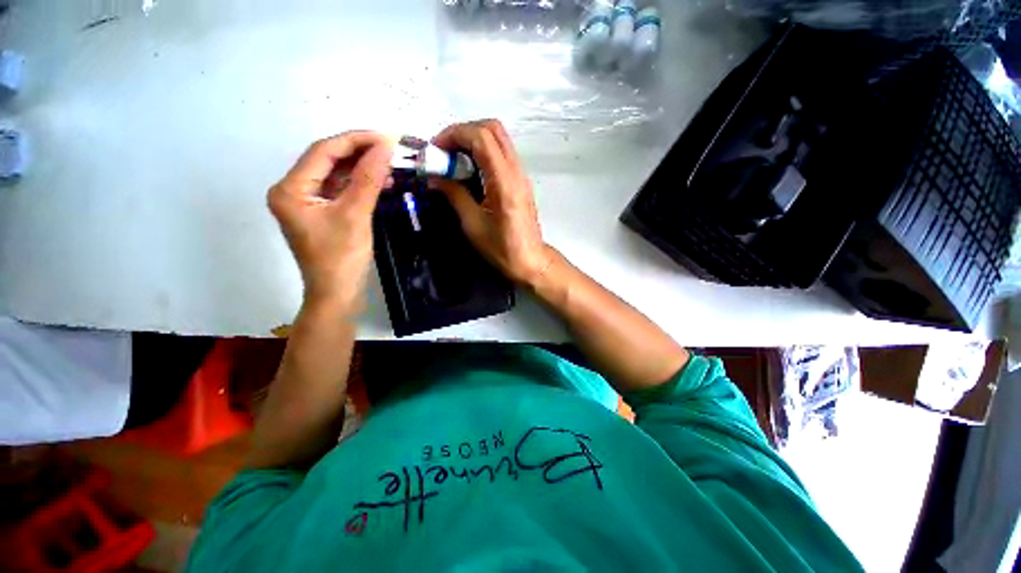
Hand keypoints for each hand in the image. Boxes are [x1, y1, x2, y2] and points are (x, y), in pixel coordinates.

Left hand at [268, 132, 393, 307]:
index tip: (385, 137)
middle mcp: (293, 191)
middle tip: (390, 147)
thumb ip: (368, 179)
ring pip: (336, 174)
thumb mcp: (355, 215)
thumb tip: (385, 148)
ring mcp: (308, 202)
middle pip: (328, 160)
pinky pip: (341, 189)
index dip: (355, 140)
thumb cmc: (341, 258)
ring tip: (389, 163)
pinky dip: (361, 184)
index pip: (323, 152)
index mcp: (290, 189)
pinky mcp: (322, 212)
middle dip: (360, 152)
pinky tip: (380, 181)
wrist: (338, 293)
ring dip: (362, 167)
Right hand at [431, 120, 553, 284]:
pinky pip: (501, 153)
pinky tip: (469, 170)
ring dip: (473, 141)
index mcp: (504, 182)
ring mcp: (521, 174)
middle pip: (493, 129)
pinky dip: (482, 152)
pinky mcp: (521, 181)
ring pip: (498, 139)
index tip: (436, 150)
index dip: (455, 135)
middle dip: (464, 132)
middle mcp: (516, 171)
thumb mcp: (473, 225)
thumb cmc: (502, 249)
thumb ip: (454, 195)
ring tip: (453, 160)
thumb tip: (435, 178)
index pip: (482, 137)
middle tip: (444, 151)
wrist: (530, 261)